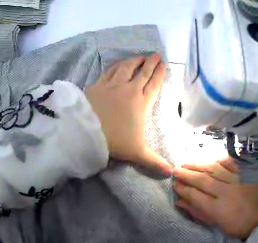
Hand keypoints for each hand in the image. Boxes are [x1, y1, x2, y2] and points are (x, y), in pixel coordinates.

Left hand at [85, 53, 171, 175]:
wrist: (86, 132)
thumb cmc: (114, 141)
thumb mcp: (137, 153)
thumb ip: (155, 162)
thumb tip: (171, 173)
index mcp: (141, 103)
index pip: (154, 84)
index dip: (159, 73)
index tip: (163, 64)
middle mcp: (129, 90)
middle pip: (143, 72)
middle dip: (150, 63)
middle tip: (156, 55)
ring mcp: (112, 85)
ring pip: (127, 68)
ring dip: (135, 61)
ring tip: (141, 56)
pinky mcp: (98, 84)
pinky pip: (110, 70)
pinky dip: (117, 65)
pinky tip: (119, 63)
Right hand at [172, 161, 257, 239]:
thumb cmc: (235, 225)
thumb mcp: (215, 224)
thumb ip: (197, 212)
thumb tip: (179, 201)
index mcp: (218, 209)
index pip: (195, 195)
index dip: (183, 189)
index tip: (174, 184)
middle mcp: (226, 192)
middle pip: (203, 180)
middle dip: (187, 174)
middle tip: (175, 170)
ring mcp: (237, 180)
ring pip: (214, 169)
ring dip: (198, 164)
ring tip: (186, 162)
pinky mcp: (246, 173)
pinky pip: (231, 162)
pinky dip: (219, 159)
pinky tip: (210, 159)